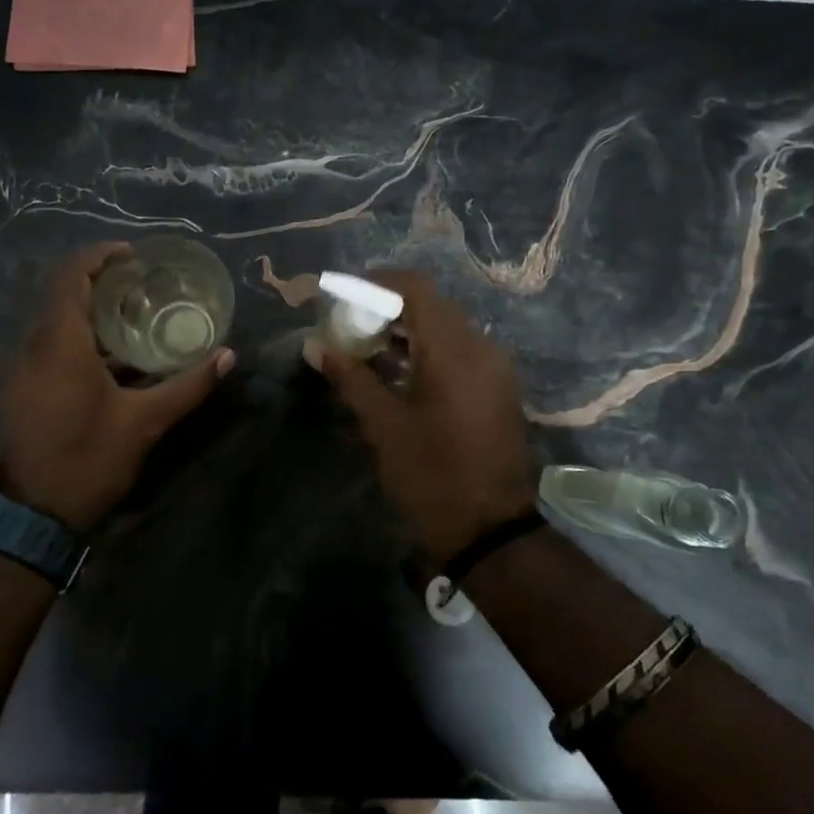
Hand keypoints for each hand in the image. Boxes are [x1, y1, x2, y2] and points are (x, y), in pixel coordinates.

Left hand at [0, 244, 234, 530]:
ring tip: (134, 316)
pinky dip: (78, 337)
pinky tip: (111, 359)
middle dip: (100, 282)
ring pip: (54, 322)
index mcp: (61, 343)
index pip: (72, 277)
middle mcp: (34, 347)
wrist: (29, 516)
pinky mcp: (21, 389)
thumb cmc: (87, 459)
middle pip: (63, 295)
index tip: (133, 255)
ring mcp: (22, 369)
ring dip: (90, 311)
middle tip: (142, 284)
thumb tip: (228, 356)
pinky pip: (49, 345)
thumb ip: (187, 385)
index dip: (99, 256)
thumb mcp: (145, 423)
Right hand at [308, 270, 536, 560]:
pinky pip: (460, 351)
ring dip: (408, 330)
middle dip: (388, 307)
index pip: (416, 288)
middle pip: (432, 305)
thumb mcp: (383, 426)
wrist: (491, 531)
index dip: (378, 282)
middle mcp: (480, 347)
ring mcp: (494, 368)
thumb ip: (350, 378)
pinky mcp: (497, 387)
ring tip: (367, 347)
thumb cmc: (431, 475)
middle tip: (350, 324)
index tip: (345, 293)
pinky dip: (428, 350)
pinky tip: (399, 371)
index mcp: (453, 350)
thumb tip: (315, 346)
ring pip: (447, 328)